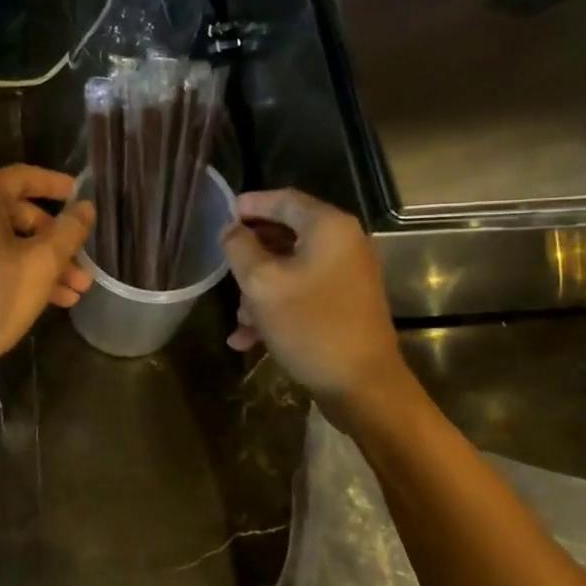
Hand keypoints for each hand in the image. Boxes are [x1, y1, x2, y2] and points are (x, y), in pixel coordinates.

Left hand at [0, 166, 95, 395]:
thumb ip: (69, 231)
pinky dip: (23, 274)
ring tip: (77, 291)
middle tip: (83, 263)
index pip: (22, 177)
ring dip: (45, 264)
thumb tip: (86, 207)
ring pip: (9, 244)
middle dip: (56, 240)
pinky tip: (53, 301)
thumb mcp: (43, 262)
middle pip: (18, 215)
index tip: (80, 195)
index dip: (55, 184)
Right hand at [221, 189, 409, 412]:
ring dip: (260, 289)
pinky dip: (277, 307)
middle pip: (286, 234)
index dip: (251, 204)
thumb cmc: (310, 325)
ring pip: (290, 268)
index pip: (284, 199)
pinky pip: (303, 293)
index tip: (223, 215)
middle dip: (251, 255)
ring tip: (239, 320)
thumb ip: (240, 248)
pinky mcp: (345, 303)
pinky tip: (249, 338)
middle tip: (225, 268)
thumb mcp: (262, 283)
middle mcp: (344, 243)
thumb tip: (231, 229)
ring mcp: (347, 275)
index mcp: (328, 228)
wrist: (362, 385)